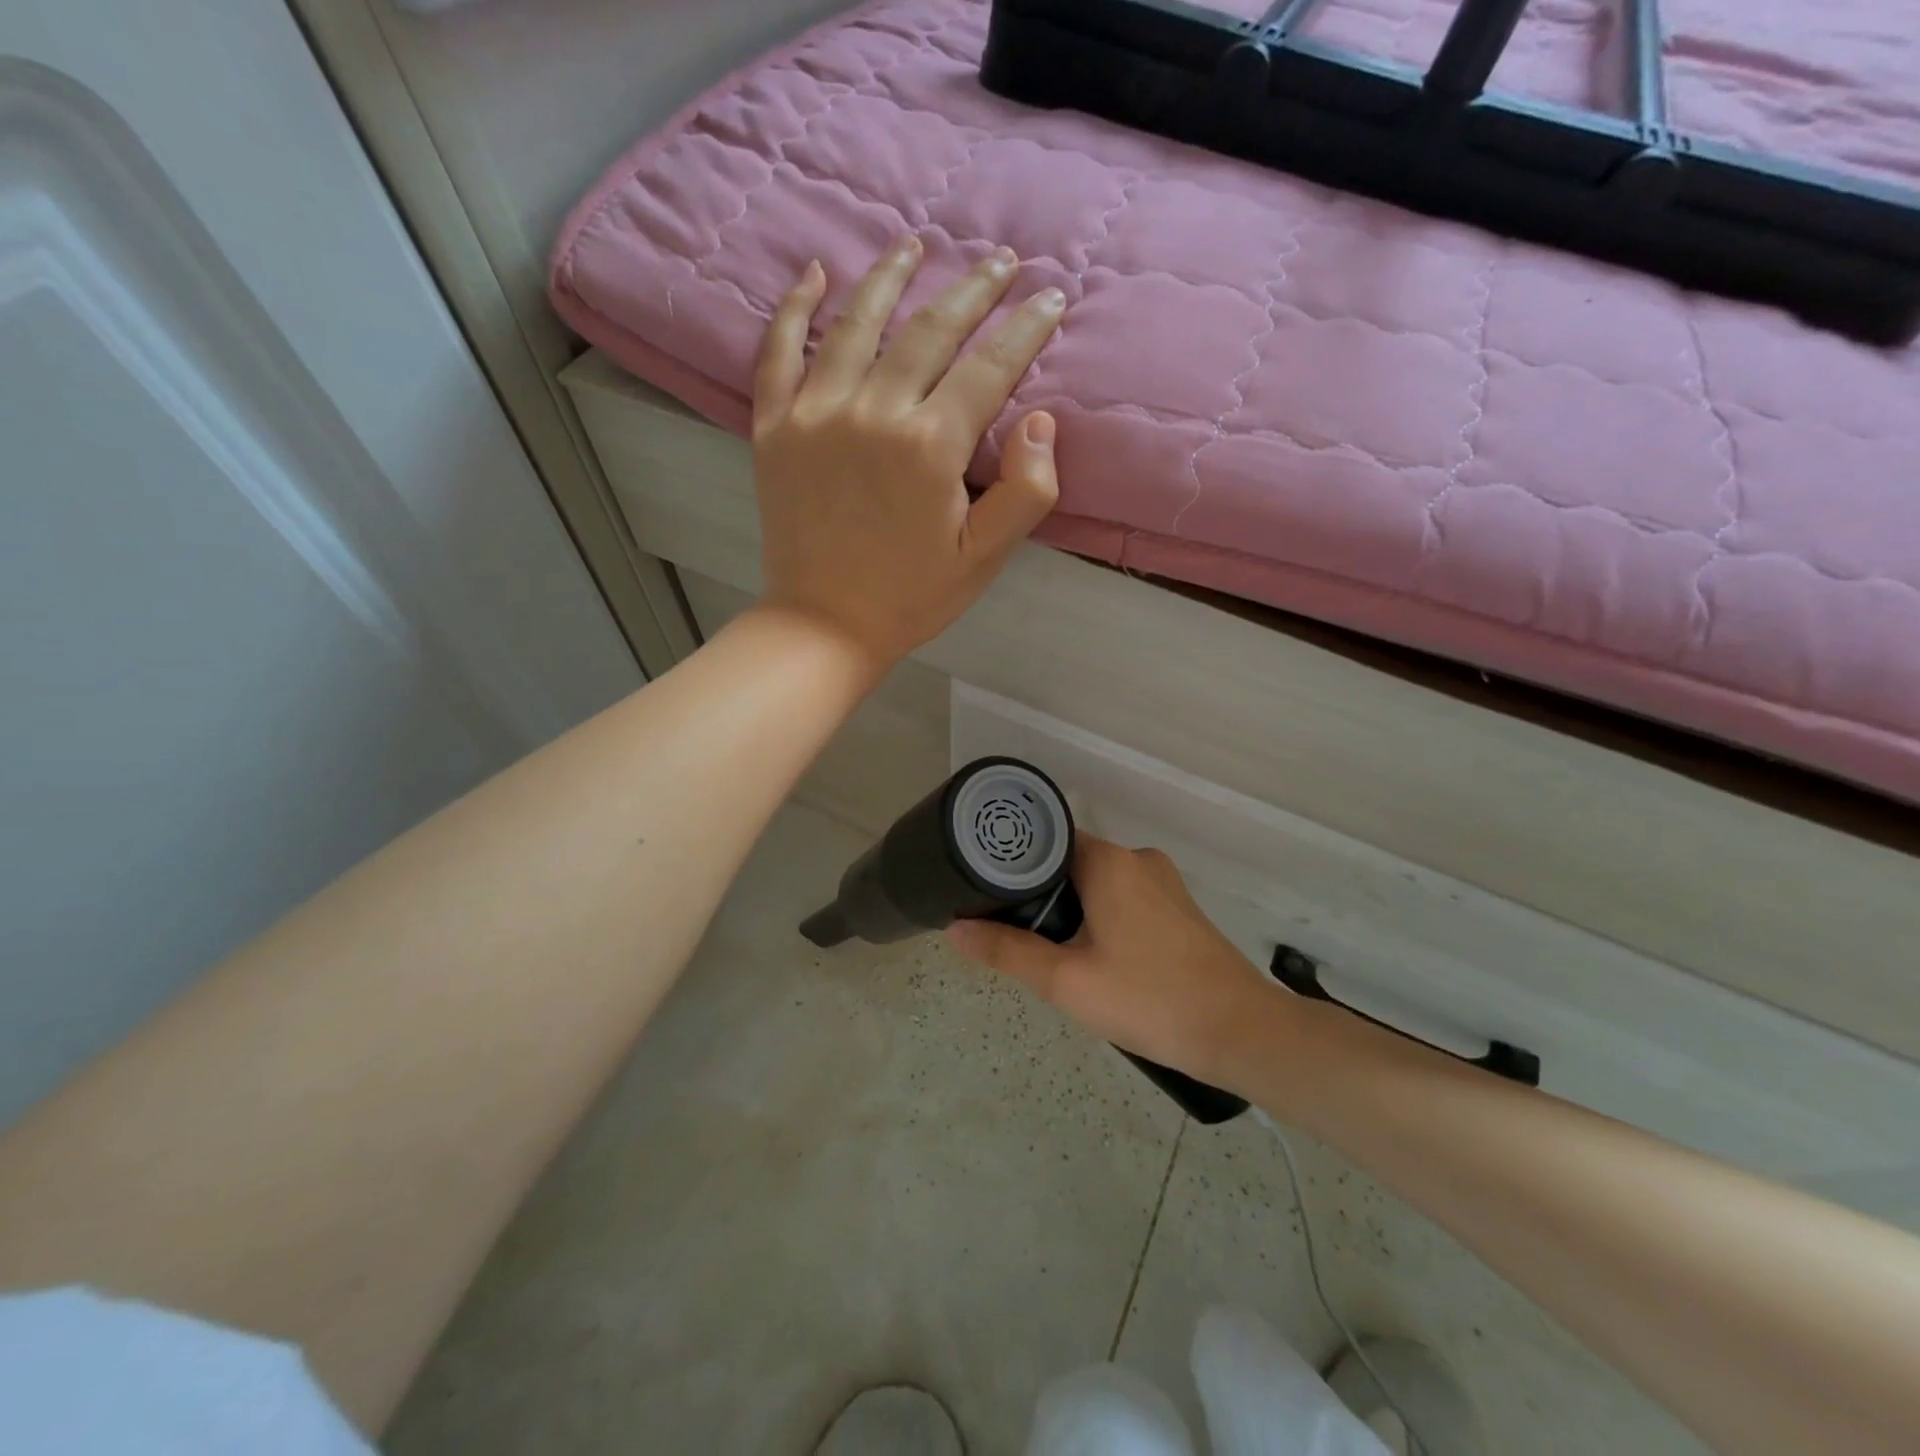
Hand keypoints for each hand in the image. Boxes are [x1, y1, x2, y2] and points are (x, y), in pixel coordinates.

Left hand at [750, 237, 1066, 670]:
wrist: (825, 624)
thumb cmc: (911, 596)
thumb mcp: (984, 559)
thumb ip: (1026, 491)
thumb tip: (1041, 420)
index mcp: (930, 447)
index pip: (989, 368)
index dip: (1025, 329)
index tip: (1049, 297)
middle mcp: (873, 412)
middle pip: (930, 330)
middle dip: (972, 290)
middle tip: (999, 260)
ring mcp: (815, 414)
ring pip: (857, 322)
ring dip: (891, 276)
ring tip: (915, 244)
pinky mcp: (773, 427)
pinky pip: (778, 352)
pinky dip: (794, 309)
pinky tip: (814, 274)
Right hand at [946, 835, 1286, 1088]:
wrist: (1240, 1032)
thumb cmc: (1148, 999)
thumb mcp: (1066, 981)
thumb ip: (1007, 952)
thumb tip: (955, 929)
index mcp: (1109, 861)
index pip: (1046, 841)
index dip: (1013, 865)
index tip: (987, 891)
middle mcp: (1137, 858)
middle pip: (1070, 862)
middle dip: (1041, 894)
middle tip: (1015, 934)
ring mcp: (1163, 881)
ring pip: (1098, 882)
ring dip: (1071, 909)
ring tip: (1051, 950)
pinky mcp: (1179, 907)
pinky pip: (1124, 897)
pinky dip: (1100, 916)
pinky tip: (1094, 957)